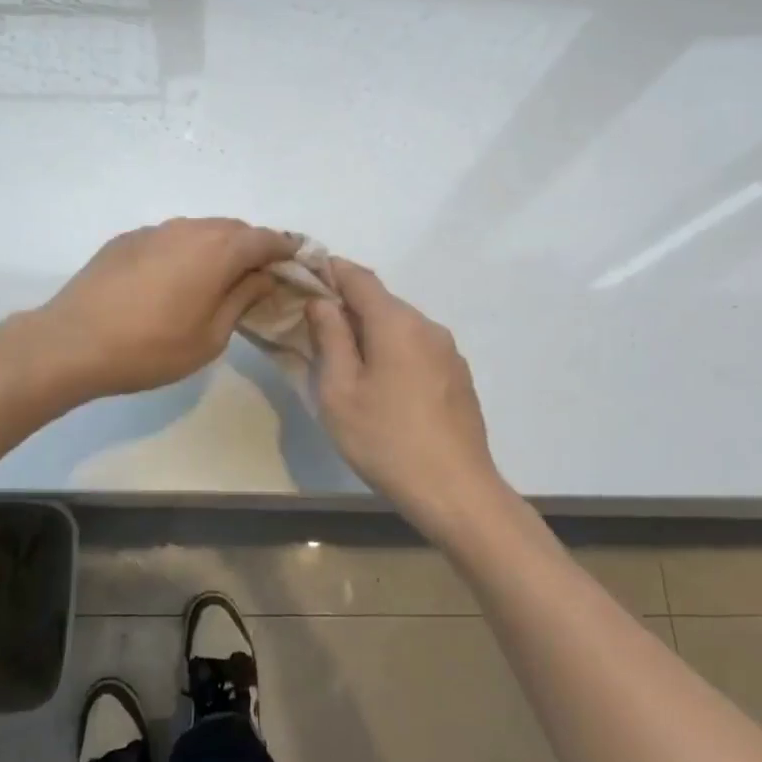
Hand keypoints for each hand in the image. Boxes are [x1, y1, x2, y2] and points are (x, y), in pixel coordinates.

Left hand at [33, 219, 298, 399]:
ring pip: (199, 230)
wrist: (73, 342)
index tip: (297, 263)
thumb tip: (261, 277)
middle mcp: (189, 228)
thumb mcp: (211, 337)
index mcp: (218, 250)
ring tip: (218, 278)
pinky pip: (169, 238)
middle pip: (233, 229)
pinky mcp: (127, 239)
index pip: (266, 239)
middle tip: (259, 276)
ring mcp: (154, 230)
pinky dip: (184, 251)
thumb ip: (242, 299)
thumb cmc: (151, 347)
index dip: (286, 249)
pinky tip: (173, 280)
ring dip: (217, 248)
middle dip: (252, 247)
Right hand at [307, 260, 514, 544]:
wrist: (456, 491)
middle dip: (347, 305)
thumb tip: (322, 302)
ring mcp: (448, 352)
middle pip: (381, 301)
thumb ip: (330, 338)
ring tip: (344, 358)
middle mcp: (427, 326)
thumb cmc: (386, 439)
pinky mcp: (457, 376)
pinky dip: (392, 350)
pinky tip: (380, 383)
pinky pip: (417, 348)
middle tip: (313, 324)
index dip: (330, 270)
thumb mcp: (340, 391)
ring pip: (400, 325)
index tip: (303, 274)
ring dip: (370, 330)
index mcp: (396, 323)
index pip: (359, 277)